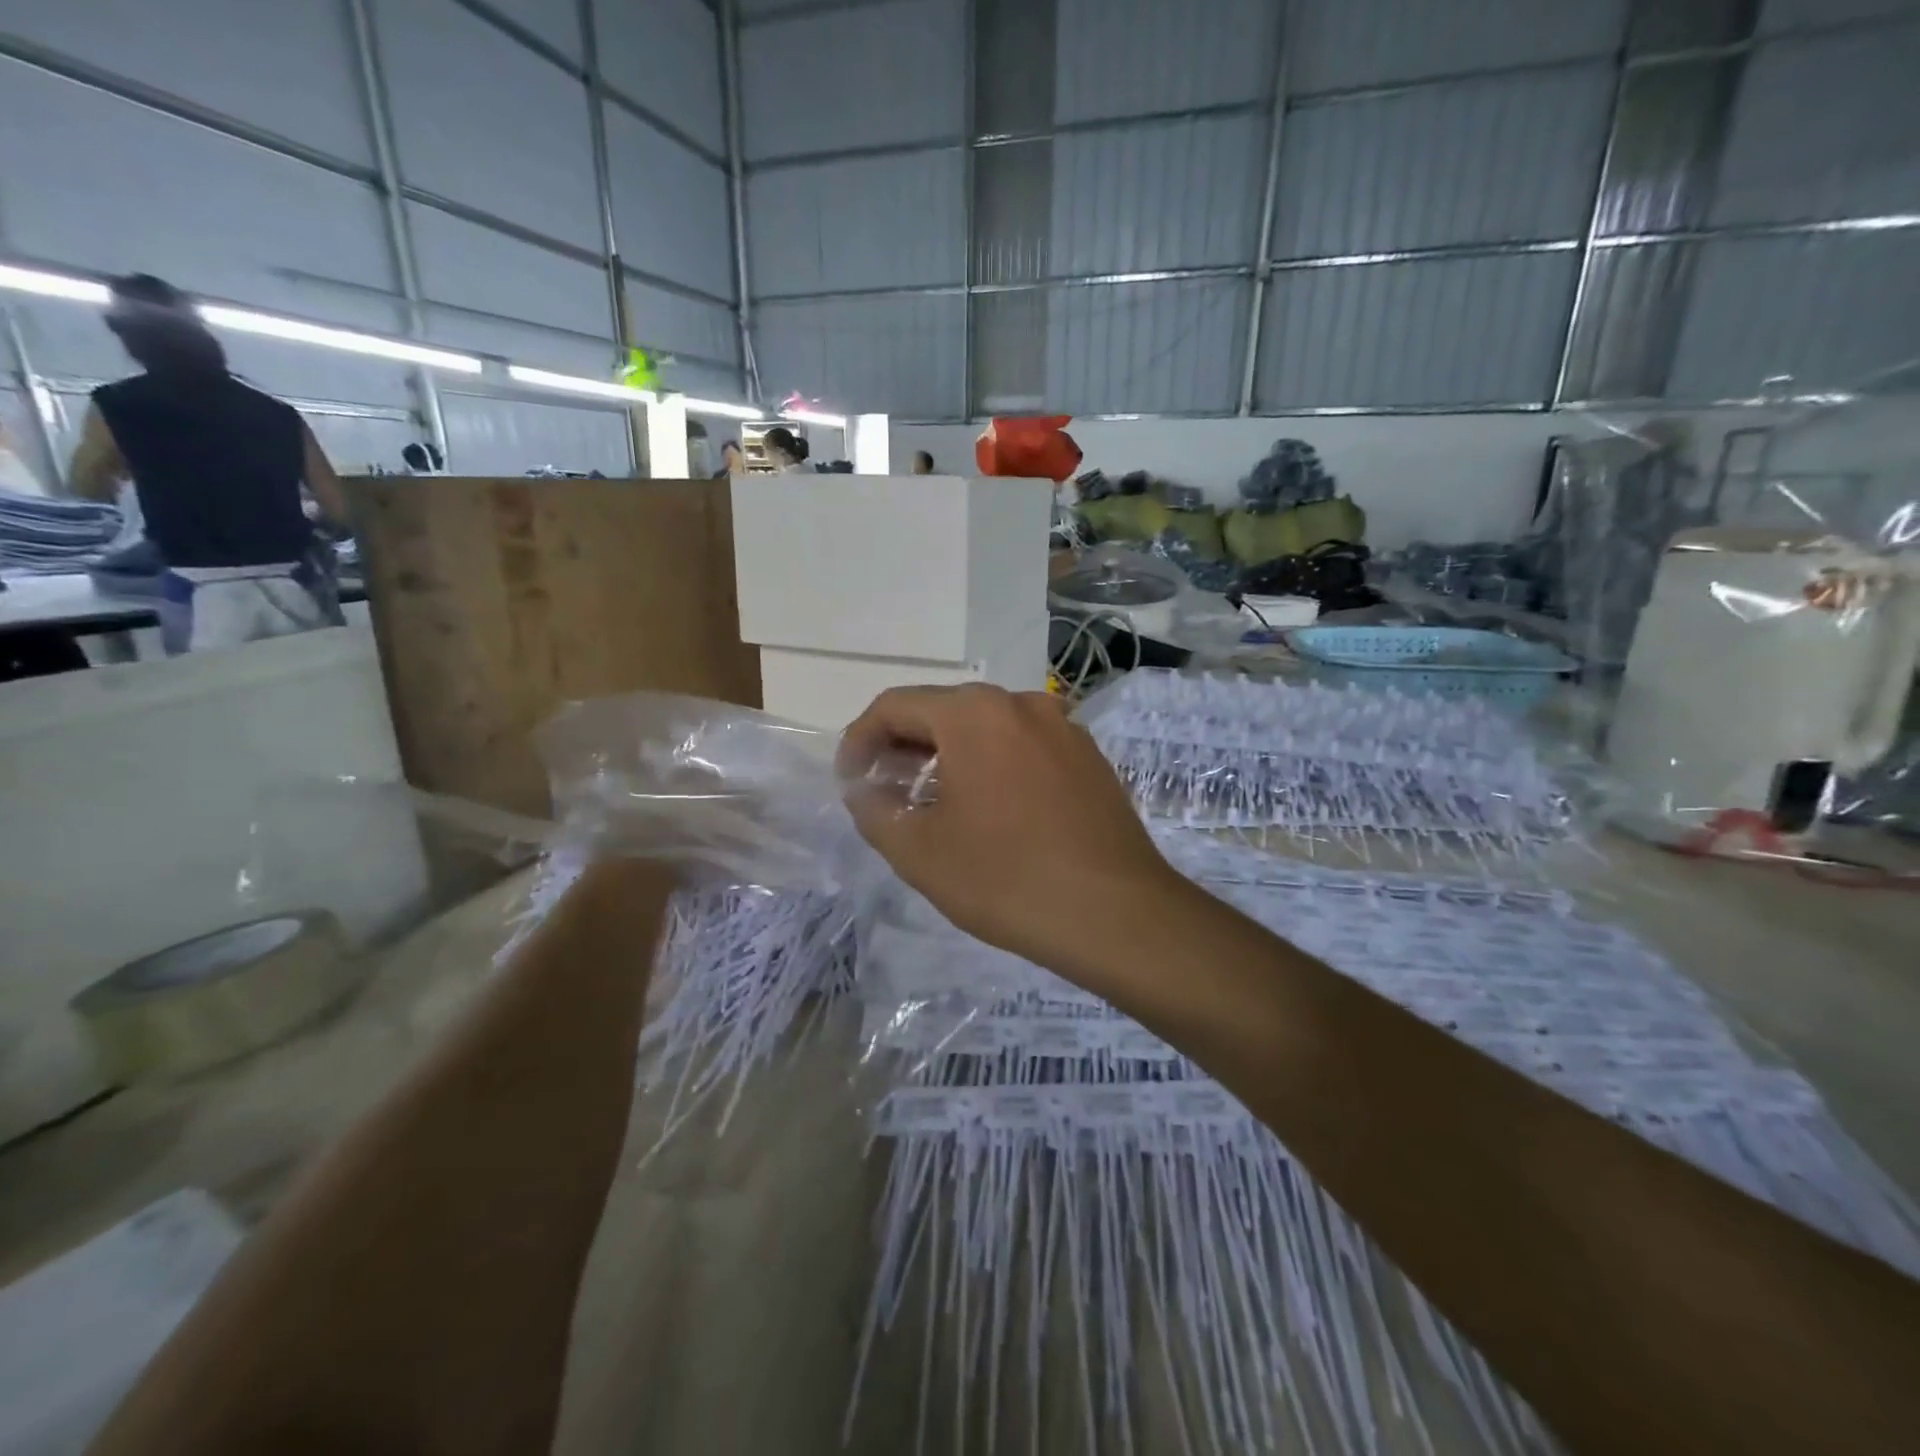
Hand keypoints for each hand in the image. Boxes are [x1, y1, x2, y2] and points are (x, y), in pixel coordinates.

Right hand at [837, 684, 1186, 969]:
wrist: (1116, 913)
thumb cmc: (1006, 878)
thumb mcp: (919, 852)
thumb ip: (875, 811)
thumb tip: (865, 790)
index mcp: (974, 713)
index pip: (896, 706)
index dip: (860, 739)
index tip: (849, 779)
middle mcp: (1020, 702)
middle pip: (943, 711)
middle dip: (904, 746)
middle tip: (884, 789)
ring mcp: (1062, 727)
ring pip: (986, 728)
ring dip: (949, 755)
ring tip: (931, 799)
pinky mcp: (1089, 757)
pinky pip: (1024, 746)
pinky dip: (992, 764)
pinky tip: (989, 807)